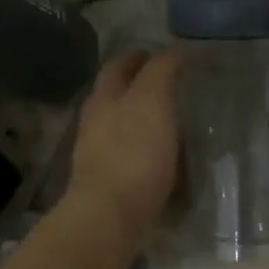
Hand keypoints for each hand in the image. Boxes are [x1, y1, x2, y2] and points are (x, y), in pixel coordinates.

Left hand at [63, 49, 182, 251]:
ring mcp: (98, 154)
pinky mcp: (108, 183)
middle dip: (134, 87)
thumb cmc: (133, 154)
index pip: (118, 66)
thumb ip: (160, 73)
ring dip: (139, 119)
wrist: (109, 216)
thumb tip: (172, 52)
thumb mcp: (152, 101)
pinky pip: (127, 156)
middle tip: (166, 85)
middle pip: (114, 96)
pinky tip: (161, 156)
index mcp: (104, 98)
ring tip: (168, 120)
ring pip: (119, 126)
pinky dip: (143, 149)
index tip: (162, 55)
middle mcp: (96, 122)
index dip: (139, 57)